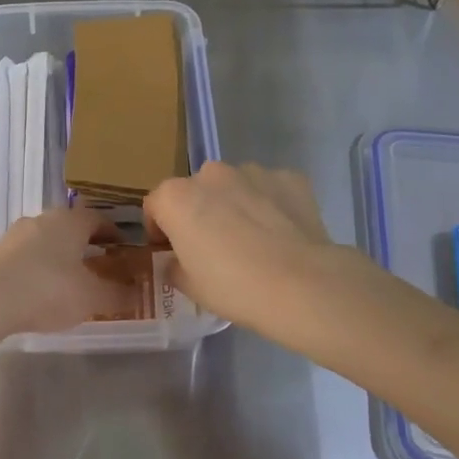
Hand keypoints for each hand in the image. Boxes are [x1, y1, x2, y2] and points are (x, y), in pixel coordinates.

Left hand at [0, 208, 135, 340]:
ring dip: (63, 257)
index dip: (116, 235)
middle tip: (103, 268)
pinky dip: (41, 268)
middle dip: (89, 246)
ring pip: (49, 241)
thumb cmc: (48, 290)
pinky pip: (29, 256)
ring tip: (73, 283)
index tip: (126, 252)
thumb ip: (118, 294)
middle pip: (73, 228)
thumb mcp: (92, 297)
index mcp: (71, 220)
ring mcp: (16, 234)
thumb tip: (138, 293)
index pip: (100, 219)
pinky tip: (43, 291)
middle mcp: (44, 218)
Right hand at [145, 161, 375, 336]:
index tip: (169, 250)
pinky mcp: (289, 178)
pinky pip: (270, 189)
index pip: (155, 205)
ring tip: (254, 239)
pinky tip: (282, 233)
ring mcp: (252, 172)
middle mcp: (211, 174)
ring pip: (234, 186)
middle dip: (200, 212)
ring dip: (236, 204)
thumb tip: (176, 260)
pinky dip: (271, 204)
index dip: (159, 228)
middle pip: (196, 191)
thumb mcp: (191, 287)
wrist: (303, 285)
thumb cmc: (235, 287)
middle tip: (214, 246)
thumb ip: (174, 266)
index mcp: (177, 197)